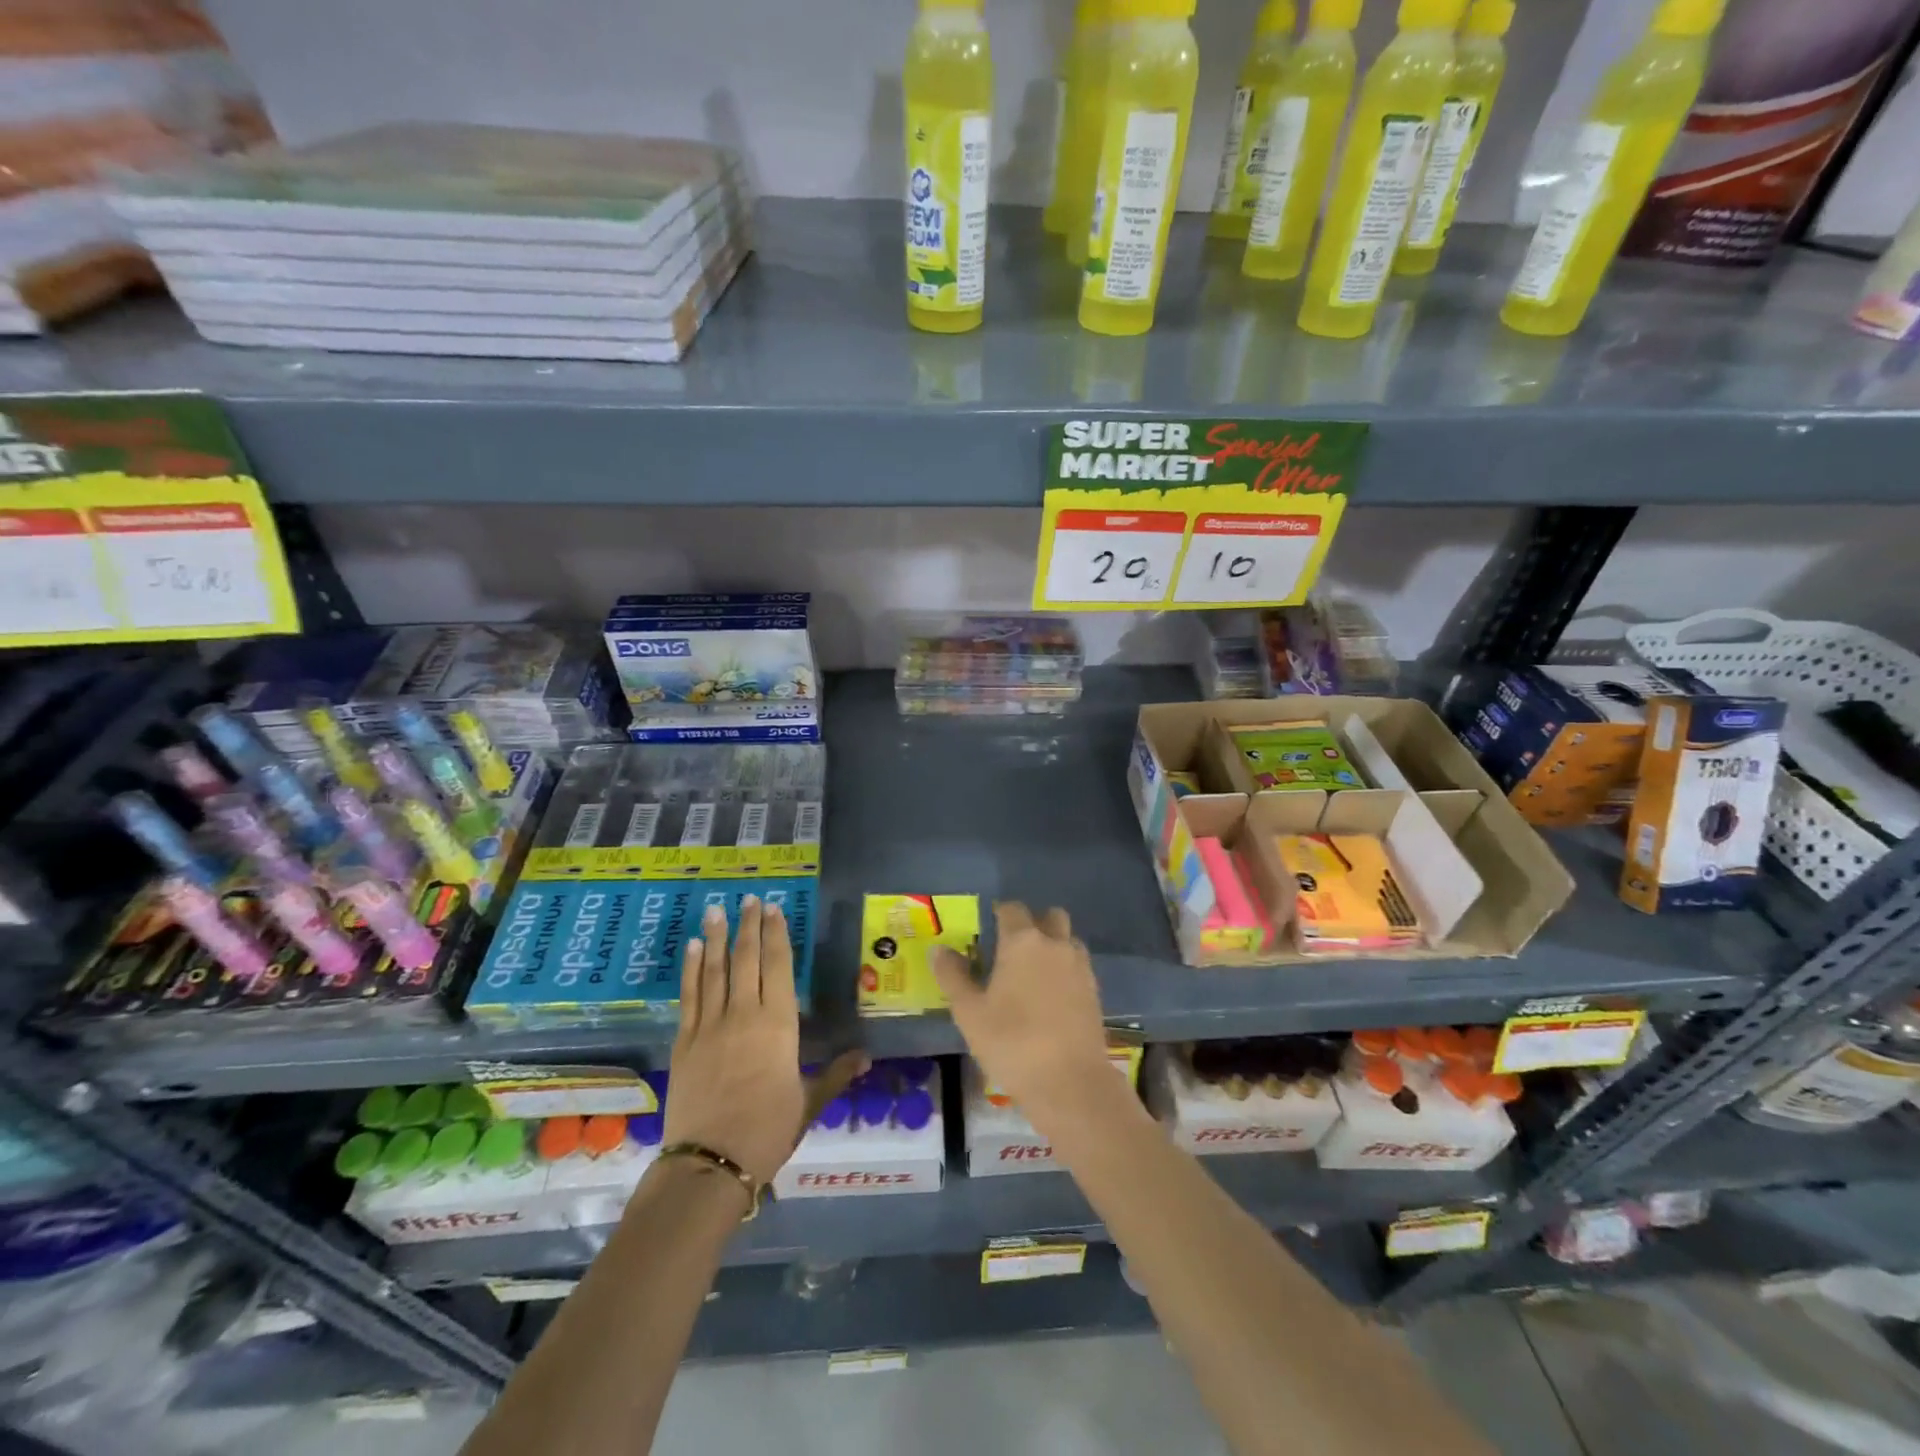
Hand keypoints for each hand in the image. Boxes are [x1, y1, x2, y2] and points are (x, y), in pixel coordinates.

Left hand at [664, 897, 864, 1186]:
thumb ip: (836, 1074)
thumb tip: (867, 1056)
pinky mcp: (685, 1041)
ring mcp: (710, 1025)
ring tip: (716, 910)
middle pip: (746, 959)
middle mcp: (744, 1013)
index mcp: (779, 1024)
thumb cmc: (768, 1131)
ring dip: (716, 938)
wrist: (710, 1164)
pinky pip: (689, 996)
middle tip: (749, 899)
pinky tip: (692, 948)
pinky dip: (691, 969)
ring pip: (715, 970)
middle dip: (748, 926)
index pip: (779, 967)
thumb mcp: (809, 1102)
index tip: (773, 909)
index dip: (776, 935)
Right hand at [931, 902, 1113, 1127]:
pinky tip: (1050, 997)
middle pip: (1049, 916)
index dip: (999, 914)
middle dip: (1033, 924)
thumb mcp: (969, 1012)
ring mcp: (1080, 966)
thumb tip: (939, 950)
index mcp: (1022, 941)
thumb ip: (953, 976)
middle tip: (1012, 949)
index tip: (988, 928)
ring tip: (1032, 974)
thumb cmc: (1012, 1042)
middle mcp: (1055, 944)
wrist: (1070, 1082)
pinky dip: (1065, 970)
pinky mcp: (1095, 991)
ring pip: (1067, 940)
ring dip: (1053, 945)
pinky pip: (1078, 966)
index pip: (1011, 909)